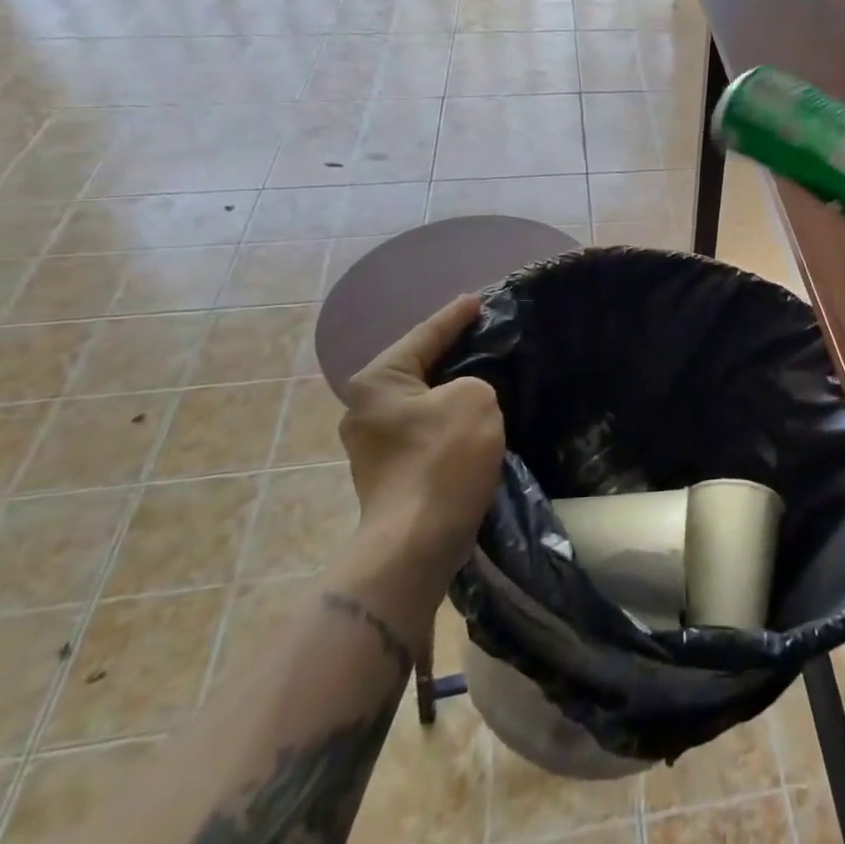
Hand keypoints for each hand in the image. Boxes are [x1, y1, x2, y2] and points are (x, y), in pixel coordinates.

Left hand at [339, 294, 503, 584]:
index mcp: (377, 382)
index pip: (423, 336)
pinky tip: (468, 417)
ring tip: (480, 374)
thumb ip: (472, 380)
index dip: (454, 316)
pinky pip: (421, 428)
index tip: (476, 300)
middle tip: (481, 334)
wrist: (417, 543)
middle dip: (449, 353)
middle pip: (416, 368)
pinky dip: (445, 418)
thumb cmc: (443, 460)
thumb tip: (461, 396)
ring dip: (448, 390)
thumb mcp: (474, 398)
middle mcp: (363, 408)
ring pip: (419, 401)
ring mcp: (371, 444)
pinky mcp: (386, 472)